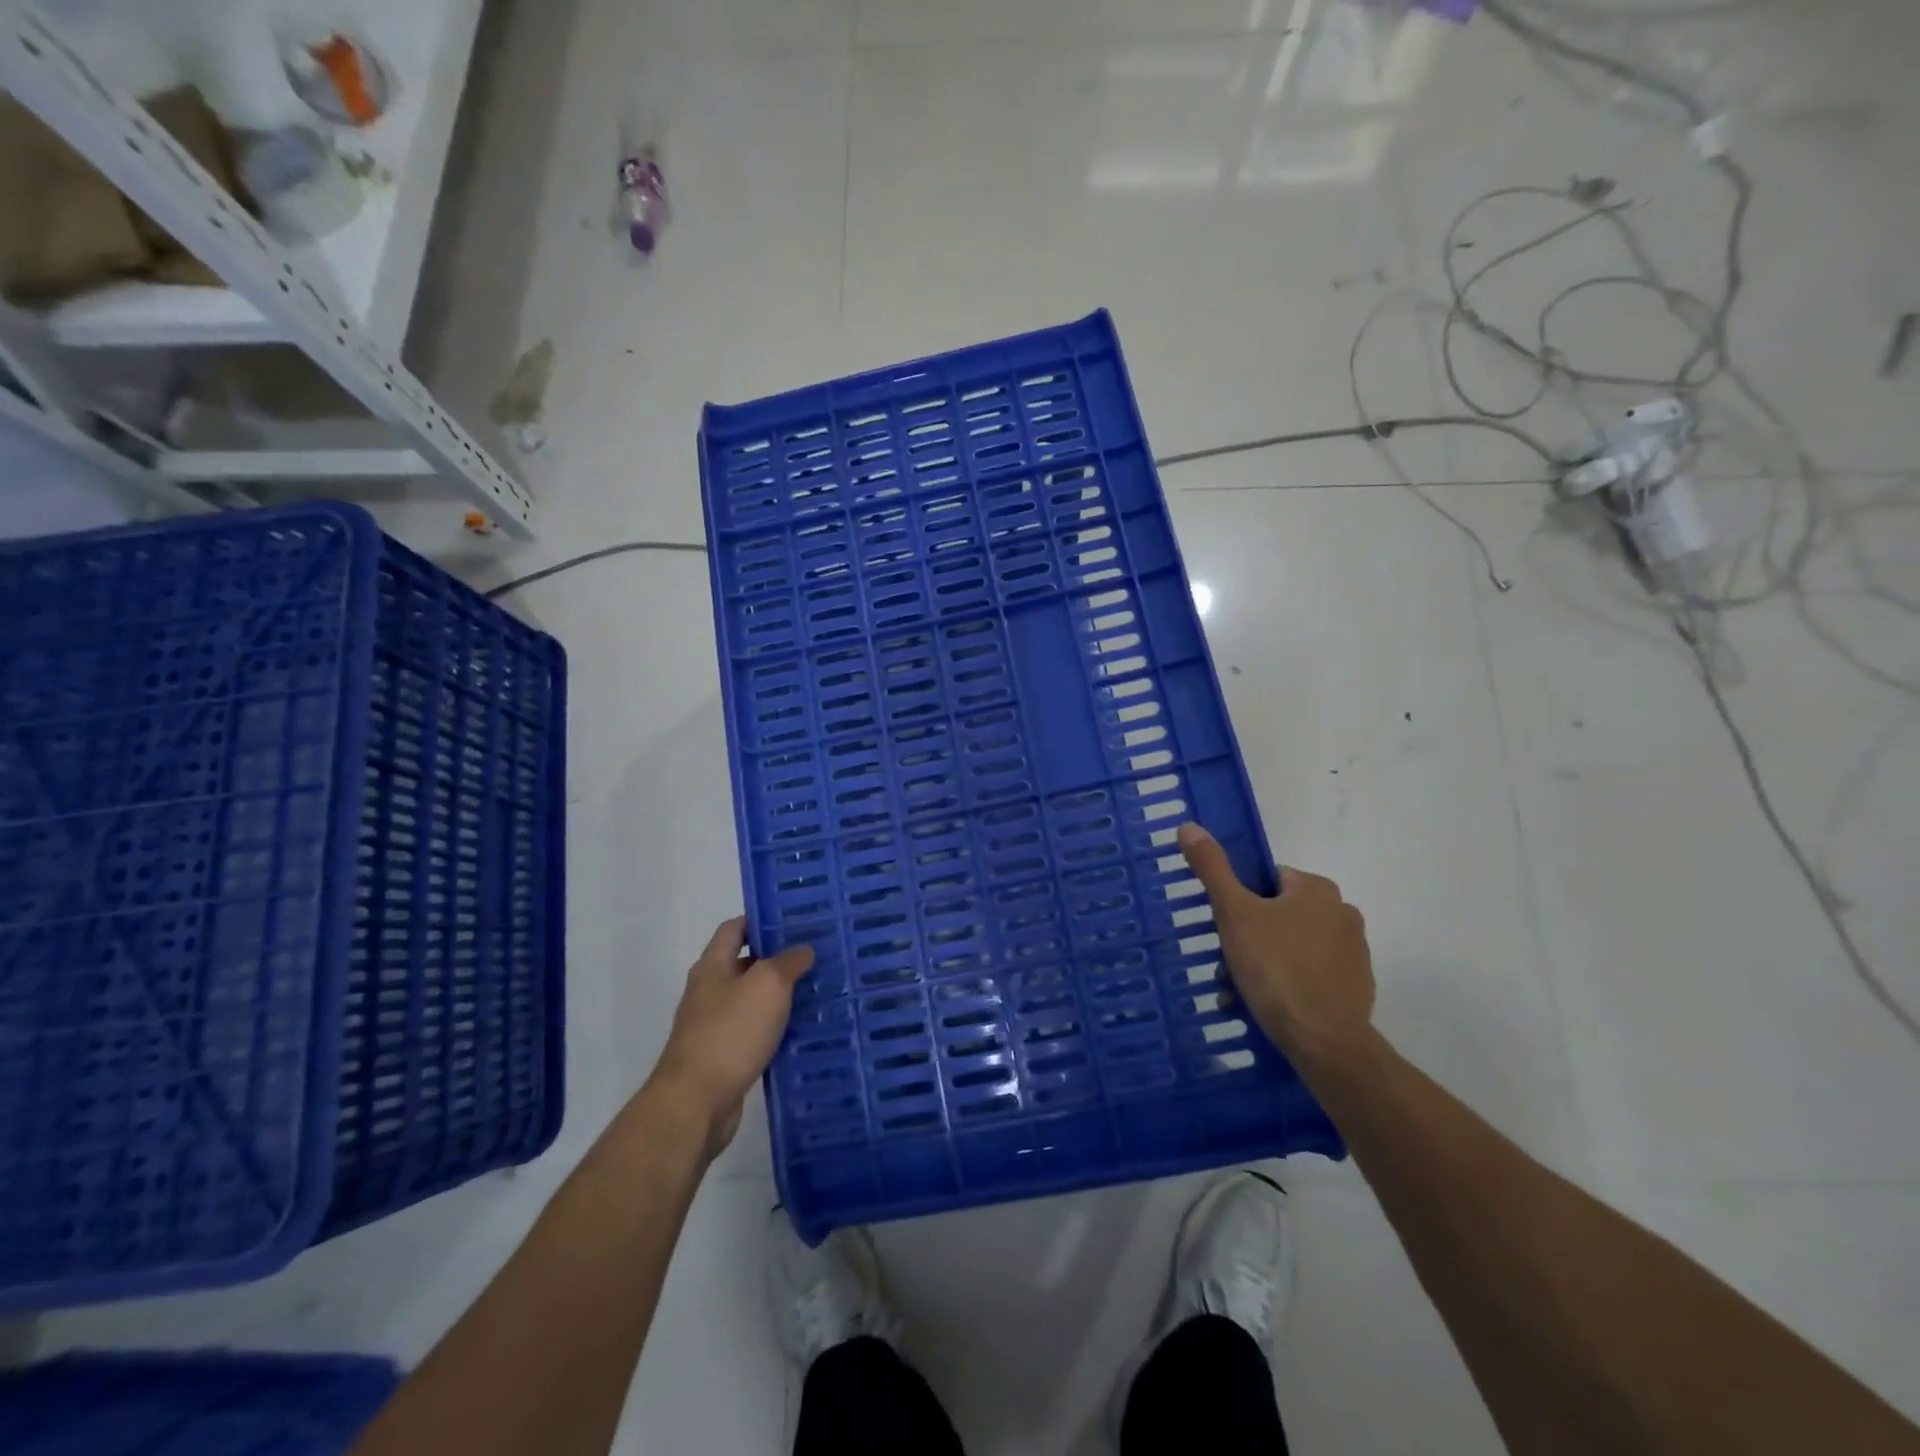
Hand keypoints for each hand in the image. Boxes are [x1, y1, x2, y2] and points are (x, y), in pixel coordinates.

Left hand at [647, 918, 813, 1158]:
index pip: (734, 929)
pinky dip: (776, 1029)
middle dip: (778, 959)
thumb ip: (788, 962)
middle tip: (815, 955)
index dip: (762, 920)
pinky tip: (803, 1031)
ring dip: (780, 996)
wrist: (696, 1103)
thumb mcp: (767, 985)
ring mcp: (713, 1027)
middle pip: (745, 964)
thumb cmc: (730, 1032)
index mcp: (712, 967)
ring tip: (818, 990)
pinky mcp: (724, 1058)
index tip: (795, 920)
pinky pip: (754, 1033)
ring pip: (753, 1001)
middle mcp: (709, 992)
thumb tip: (803, 950)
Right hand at [1178, 823, 1375, 1069]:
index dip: (1241, 902)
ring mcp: (1355, 953)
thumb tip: (1189, 826)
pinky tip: (1270, 1006)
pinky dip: (1289, 985)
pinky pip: (1312, 975)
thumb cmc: (1276, 968)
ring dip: (1266, 963)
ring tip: (1242, 991)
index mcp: (1317, 889)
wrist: (1325, 1041)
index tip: (1226, 929)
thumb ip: (1212, 868)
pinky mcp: (1358, 987)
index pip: (1268, 881)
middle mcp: (1343, 913)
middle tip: (1227, 964)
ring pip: (1293, 947)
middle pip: (1279, 915)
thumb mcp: (1234, 913)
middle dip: (1250, 938)